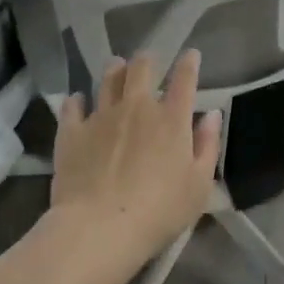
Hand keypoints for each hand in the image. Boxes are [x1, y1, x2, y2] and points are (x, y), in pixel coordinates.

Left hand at [49, 49, 221, 269]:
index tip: (190, 55)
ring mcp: (101, 116)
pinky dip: (77, 100)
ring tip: (116, 68)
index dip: (189, 63)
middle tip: (147, 62)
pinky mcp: (72, 132)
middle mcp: (137, 107)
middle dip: (146, 60)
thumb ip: (207, 145)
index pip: (184, 78)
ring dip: (114, 70)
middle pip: (141, 68)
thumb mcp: (199, 184)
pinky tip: (78, 101)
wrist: (100, 228)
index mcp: (171, 118)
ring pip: (107, 79)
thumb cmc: (159, 211)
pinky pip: (72, 106)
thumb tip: (211, 115)